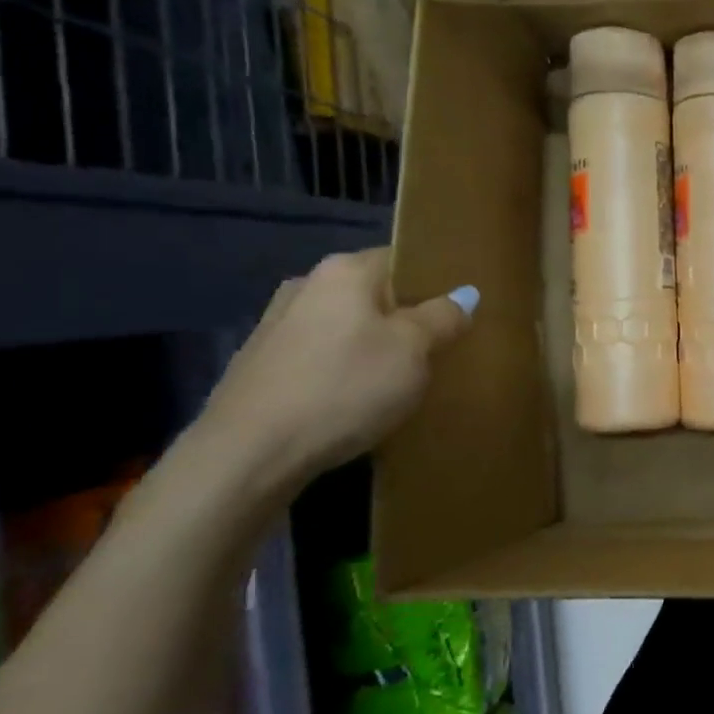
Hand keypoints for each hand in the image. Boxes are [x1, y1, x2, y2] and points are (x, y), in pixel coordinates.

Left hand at [197, 248, 475, 494]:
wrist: (247, 454)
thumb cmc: (344, 387)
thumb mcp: (413, 351)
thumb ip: (443, 317)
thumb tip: (465, 294)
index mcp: (345, 271)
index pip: (403, 260)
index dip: (435, 283)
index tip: (457, 313)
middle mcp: (306, 286)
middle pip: (373, 294)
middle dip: (404, 318)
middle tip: (437, 350)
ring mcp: (276, 325)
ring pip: (346, 327)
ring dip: (373, 346)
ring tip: (400, 380)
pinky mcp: (261, 365)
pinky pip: (321, 356)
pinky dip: (343, 370)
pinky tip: (356, 401)